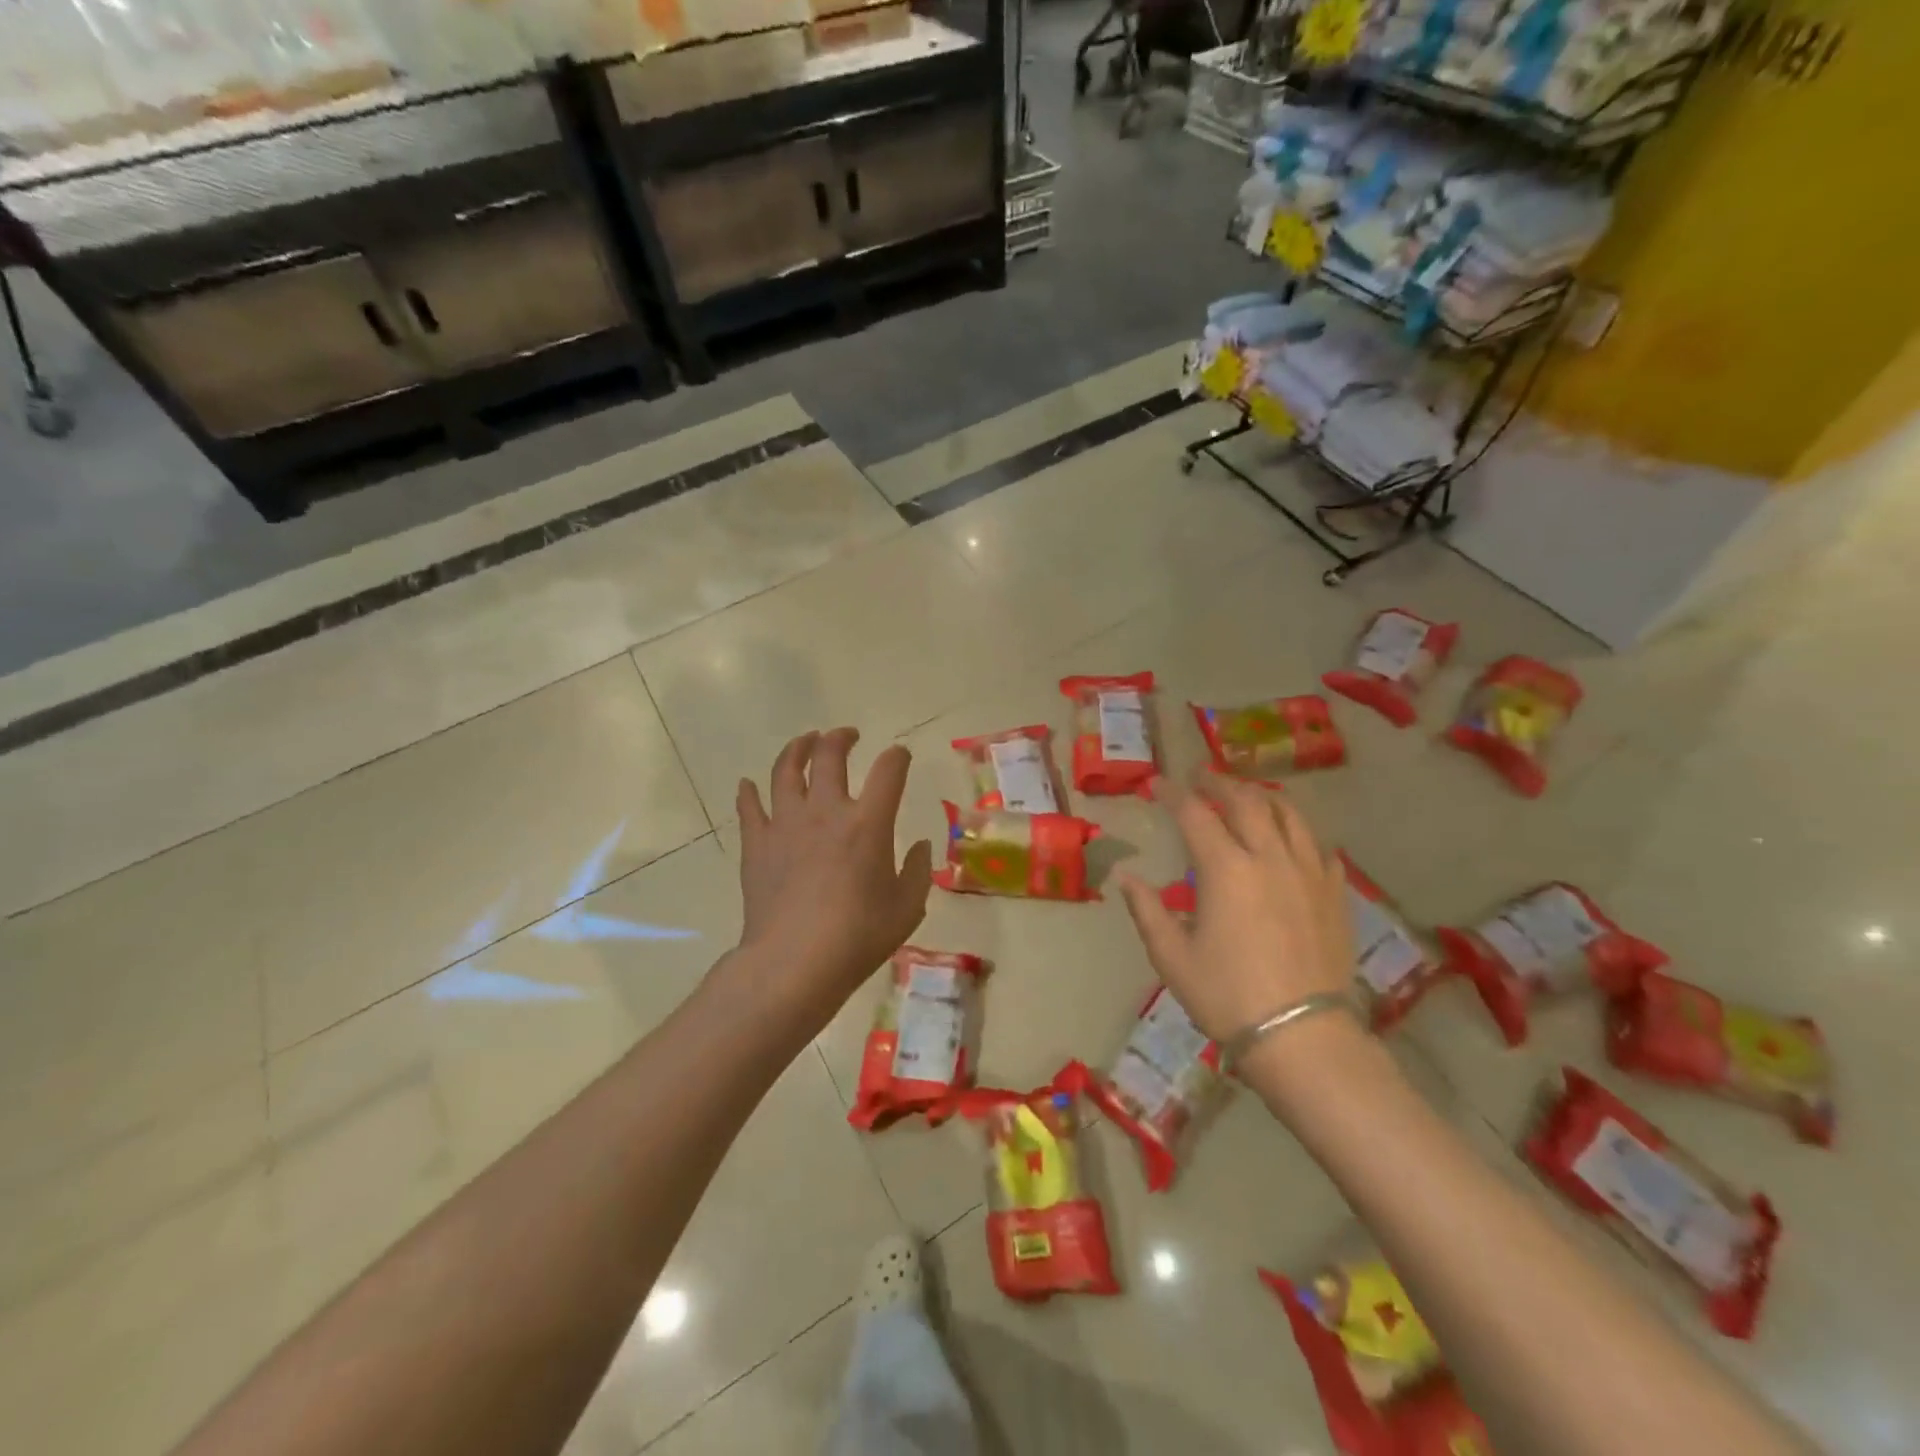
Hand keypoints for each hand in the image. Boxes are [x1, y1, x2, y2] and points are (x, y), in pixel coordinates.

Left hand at [728, 728, 932, 1029]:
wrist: (794, 963)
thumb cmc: (858, 937)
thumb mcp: (907, 908)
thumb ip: (917, 871)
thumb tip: (919, 846)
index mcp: (868, 822)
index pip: (888, 771)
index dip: (898, 756)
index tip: (900, 756)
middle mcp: (826, 810)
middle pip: (830, 755)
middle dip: (841, 738)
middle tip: (847, 735)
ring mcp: (786, 824)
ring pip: (786, 770)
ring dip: (797, 749)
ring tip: (805, 742)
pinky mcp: (756, 844)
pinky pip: (749, 807)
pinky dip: (749, 792)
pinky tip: (748, 784)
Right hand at [1117, 771, 1353, 1044]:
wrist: (1302, 1036)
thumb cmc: (1227, 996)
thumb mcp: (1171, 956)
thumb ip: (1146, 909)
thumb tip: (1124, 876)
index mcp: (1225, 869)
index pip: (1194, 814)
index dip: (1172, 793)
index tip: (1156, 783)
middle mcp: (1269, 857)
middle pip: (1245, 801)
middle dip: (1219, 783)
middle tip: (1201, 777)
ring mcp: (1308, 872)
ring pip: (1289, 814)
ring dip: (1263, 796)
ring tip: (1247, 794)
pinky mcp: (1334, 893)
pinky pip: (1319, 846)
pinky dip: (1299, 831)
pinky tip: (1292, 838)